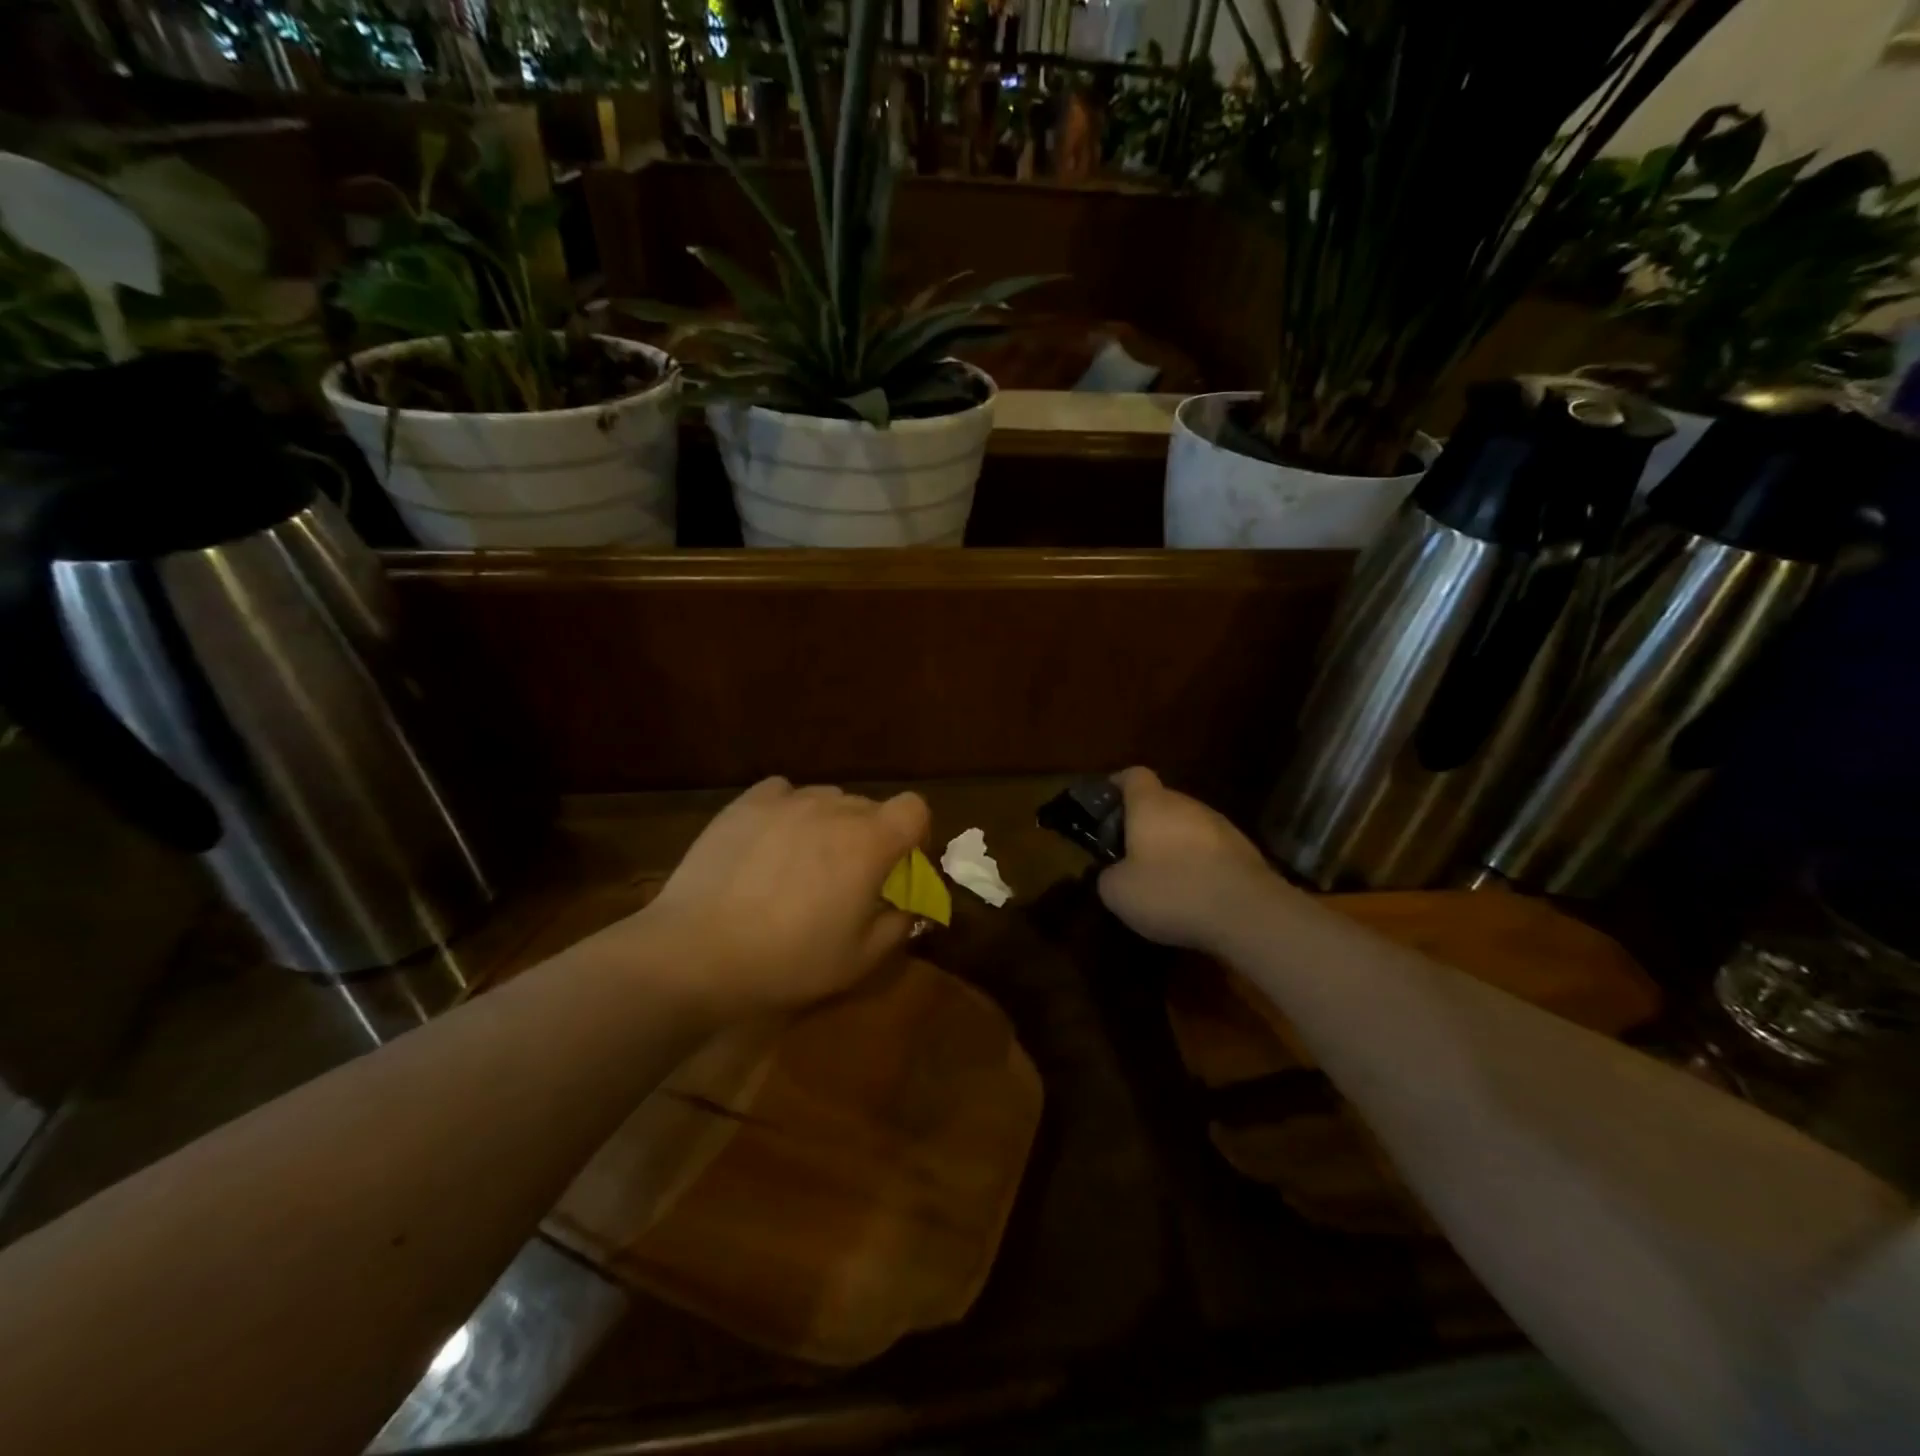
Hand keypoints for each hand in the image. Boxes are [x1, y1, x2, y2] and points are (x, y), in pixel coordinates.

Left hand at [631, 778, 929, 1023]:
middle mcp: (833, 808)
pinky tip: (770, 842)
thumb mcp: (858, 960)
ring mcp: (787, 800)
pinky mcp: (746, 803)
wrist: (697, 951)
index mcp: (869, 842)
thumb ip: (897, 926)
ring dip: (829, 825)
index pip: (914, 808)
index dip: (914, 834)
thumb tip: (907, 906)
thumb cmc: (788, 960)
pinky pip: (783, 792)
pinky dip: (788, 811)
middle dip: (870, 837)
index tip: (897, 866)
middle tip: (846, 878)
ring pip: (827, 799)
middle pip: (870, 807)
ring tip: (801, 863)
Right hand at [1098, 767, 1285, 953]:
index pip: (1133, 775)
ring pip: (1189, 826)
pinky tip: (1194, 893)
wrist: (1247, 914)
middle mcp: (1187, 805)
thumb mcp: (1118, 892)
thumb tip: (1114, 873)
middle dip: (1144, 823)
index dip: (1117, 785)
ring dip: (1174, 844)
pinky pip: (1211, 850)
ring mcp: (1221, 826)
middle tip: (1129, 852)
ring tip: (1163, 877)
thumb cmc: (1171, 892)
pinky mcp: (1245, 851)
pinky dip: (1199, 864)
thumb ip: (1108, 875)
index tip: (1105, 803)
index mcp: (1151, 804)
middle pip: (1161, 802)